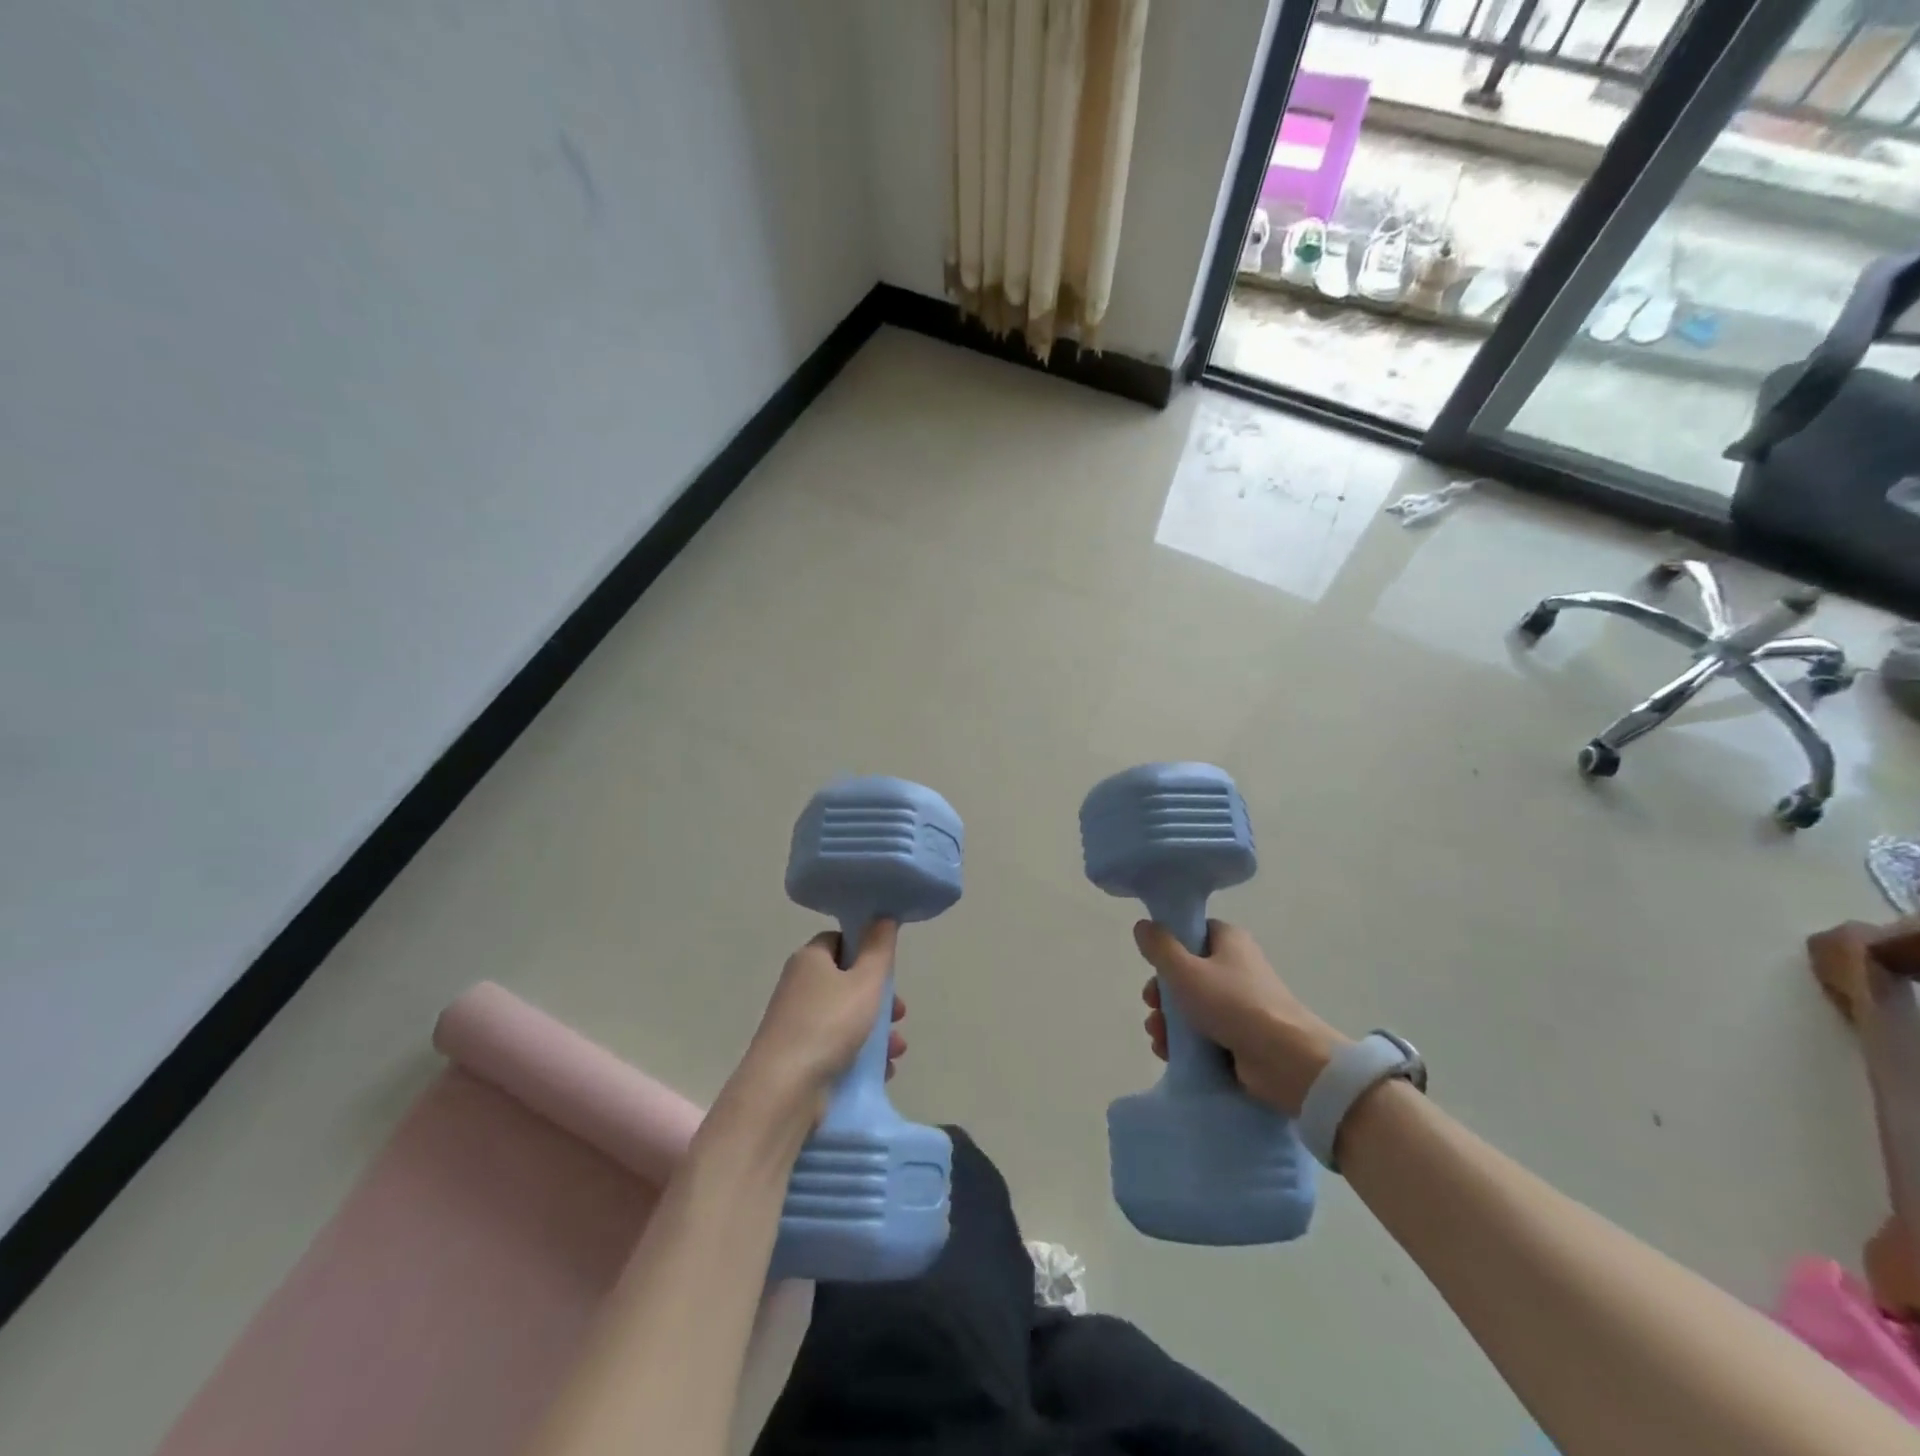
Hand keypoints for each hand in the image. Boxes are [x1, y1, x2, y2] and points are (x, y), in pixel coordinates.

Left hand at [728, 922, 906, 1122]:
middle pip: (847, 982)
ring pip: (846, 1019)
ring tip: (897, 1051)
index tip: (888, 969)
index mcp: (810, 959)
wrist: (783, 1091)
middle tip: (900, 1013)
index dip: (867, 951)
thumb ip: (879, 949)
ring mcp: (797, 1024)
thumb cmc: (829, 1025)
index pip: (840, 941)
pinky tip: (882, 1071)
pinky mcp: (800, 1057)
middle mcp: (799, 987)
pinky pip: (837, 1048)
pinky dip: (861, 1056)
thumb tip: (882, 915)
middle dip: (880, 999)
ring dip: (877, 1031)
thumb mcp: (865, 981)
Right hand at [1135, 919, 1347, 1115]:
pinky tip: (1168, 1052)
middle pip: (1186, 972)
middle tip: (1152, 1006)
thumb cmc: (1232, 1003)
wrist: (1285, 1060)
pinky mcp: (1241, 1035)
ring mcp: (1240, 1003)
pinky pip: (1204, 1032)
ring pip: (1192, 1005)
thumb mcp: (1185, 970)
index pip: (1192, 933)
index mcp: (1229, 940)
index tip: (1152, 966)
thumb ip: (1159, 947)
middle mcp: (1236, 966)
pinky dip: (1185, 1042)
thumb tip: (1142, 925)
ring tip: (1158, 1038)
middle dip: (1162, 993)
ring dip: (1169, 1021)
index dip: (1167, 947)